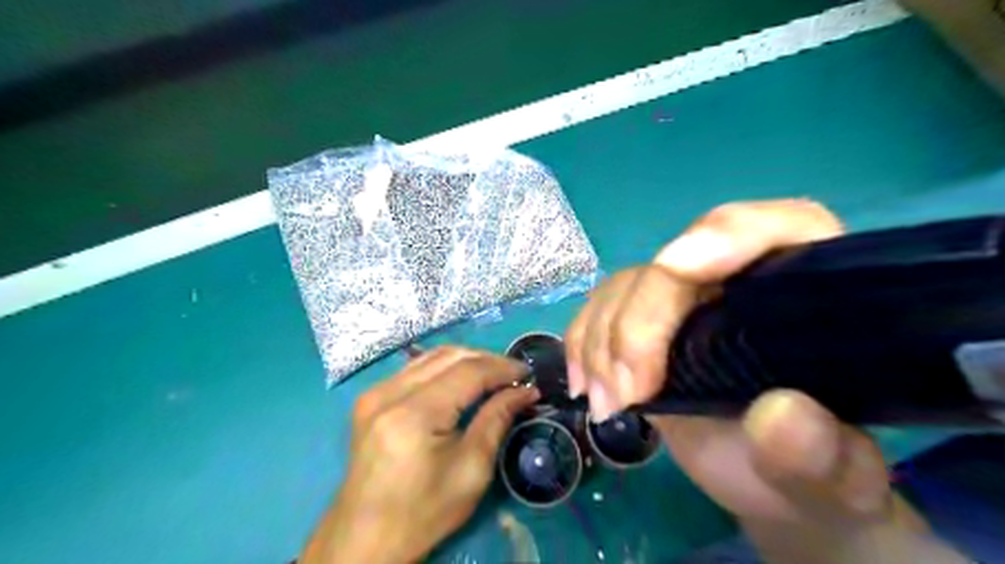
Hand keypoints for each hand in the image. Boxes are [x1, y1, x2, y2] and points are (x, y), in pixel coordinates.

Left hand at [302, 349, 537, 562]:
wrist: (366, 538)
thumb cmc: (424, 511)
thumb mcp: (471, 470)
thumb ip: (497, 419)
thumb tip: (525, 390)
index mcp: (413, 415)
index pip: (467, 372)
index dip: (501, 368)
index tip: (528, 374)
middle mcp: (388, 393)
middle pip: (448, 356)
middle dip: (486, 360)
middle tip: (514, 374)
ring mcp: (374, 393)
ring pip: (431, 357)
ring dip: (466, 360)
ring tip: (493, 374)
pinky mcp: (370, 399)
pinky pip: (414, 368)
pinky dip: (444, 368)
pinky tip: (462, 380)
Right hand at [563, 200, 951, 563]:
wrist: (770, 482)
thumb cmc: (812, 472)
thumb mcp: (834, 478)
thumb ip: (822, 453)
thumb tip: (778, 415)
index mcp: (804, 291)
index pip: (776, 228)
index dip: (724, 235)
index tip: (676, 269)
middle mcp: (739, 280)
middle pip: (677, 264)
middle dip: (640, 322)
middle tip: (625, 392)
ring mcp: (686, 301)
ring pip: (629, 286)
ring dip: (602, 339)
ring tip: (605, 403)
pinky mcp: (647, 324)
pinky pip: (602, 308)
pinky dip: (583, 341)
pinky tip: (584, 383)